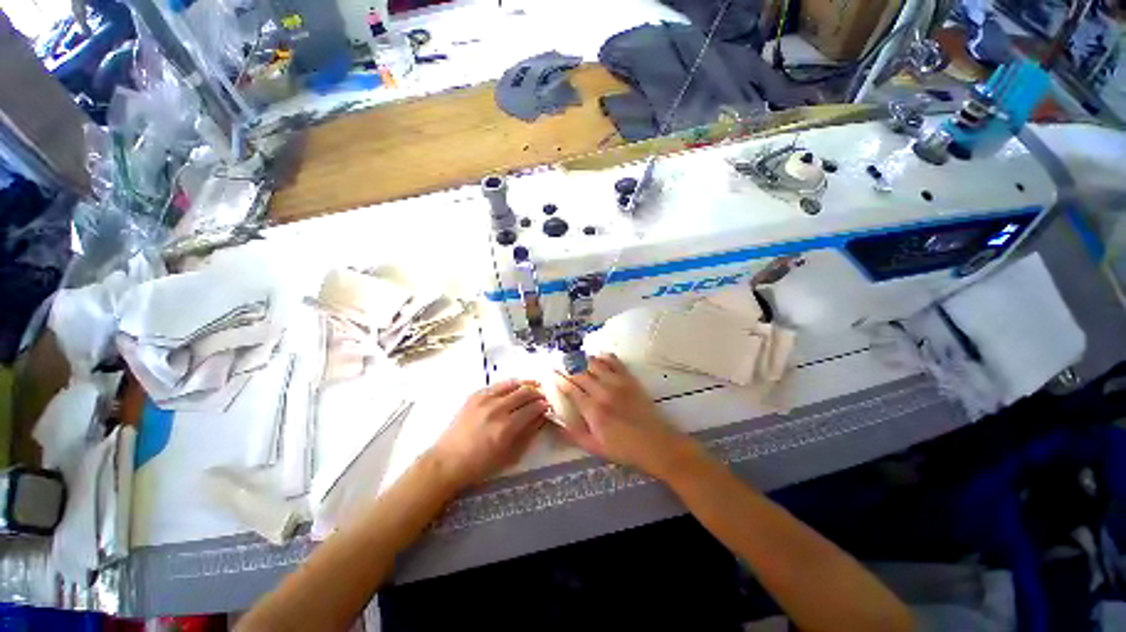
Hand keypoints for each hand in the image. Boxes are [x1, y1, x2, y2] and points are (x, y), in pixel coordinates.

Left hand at [429, 380, 548, 490]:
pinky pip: (495, 385)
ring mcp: (483, 400)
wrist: (449, 460)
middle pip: (523, 393)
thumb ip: (527, 435)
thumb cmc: (481, 465)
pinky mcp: (473, 397)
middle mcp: (496, 409)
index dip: (544, 406)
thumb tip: (540, 419)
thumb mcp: (510, 456)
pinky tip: (512, 389)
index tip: (550, 407)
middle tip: (543, 396)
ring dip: (524, 385)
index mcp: (506, 427)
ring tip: (532, 387)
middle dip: (537, 393)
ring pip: (510, 384)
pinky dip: (507, 385)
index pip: (533, 408)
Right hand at [556, 354, 697, 477]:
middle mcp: (603, 392)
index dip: (557, 379)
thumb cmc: (622, 449)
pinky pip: (615, 362)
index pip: (569, 388)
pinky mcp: (631, 380)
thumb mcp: (593, 446)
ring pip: (595, 364)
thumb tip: (552, 423)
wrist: (655, 444)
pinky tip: (597, 357)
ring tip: (574, 360)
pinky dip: (604, 357)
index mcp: (592, 409)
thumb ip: (571, 434)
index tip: (548, 374)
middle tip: (557, 364)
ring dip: (582, 360)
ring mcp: (619, 384)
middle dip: (566, 367)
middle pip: (580, 372)